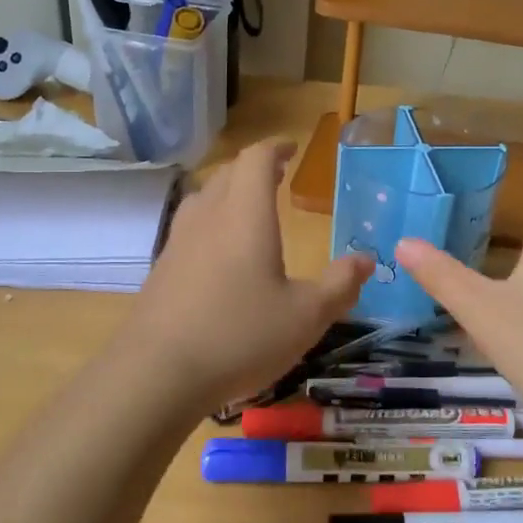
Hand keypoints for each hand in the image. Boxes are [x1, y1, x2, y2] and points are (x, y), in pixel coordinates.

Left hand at [120, 139, 370, 413]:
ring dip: (228, 193)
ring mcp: (178, 243)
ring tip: (248, 209)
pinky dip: (210, 223)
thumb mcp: (306, 317)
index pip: (255, 160)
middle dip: (253, 169)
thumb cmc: (240, 336)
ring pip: (203, 198)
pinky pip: (189, 228)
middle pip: (227, 173)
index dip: (274, 148)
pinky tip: (219, 255)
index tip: (291, 149)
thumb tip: (366, 259)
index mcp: (245, 215)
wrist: (156, 374)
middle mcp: (208, 217)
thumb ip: (339, 285)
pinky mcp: (161, 270)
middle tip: (276, 176)